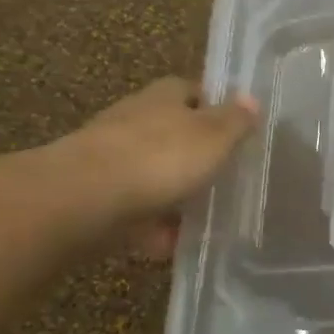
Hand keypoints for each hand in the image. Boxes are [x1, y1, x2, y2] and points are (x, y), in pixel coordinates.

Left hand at [52, 78, 257, 257]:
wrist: (82, 200)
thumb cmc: (158, 158)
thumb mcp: (212, 137)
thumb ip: (234, 121)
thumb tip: (251, 99)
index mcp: (161, 98)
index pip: (188, 90)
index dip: (210, 104)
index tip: (232, 125)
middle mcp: (132, 121)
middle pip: (167, 130)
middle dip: (190, 150)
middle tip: (221, 172)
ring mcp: (108, 158)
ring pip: (148, 171)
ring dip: (169, 190)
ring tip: (199, 214)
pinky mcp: (93, 195)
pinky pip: (131, 209)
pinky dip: (150, 225)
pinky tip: (168, 243)